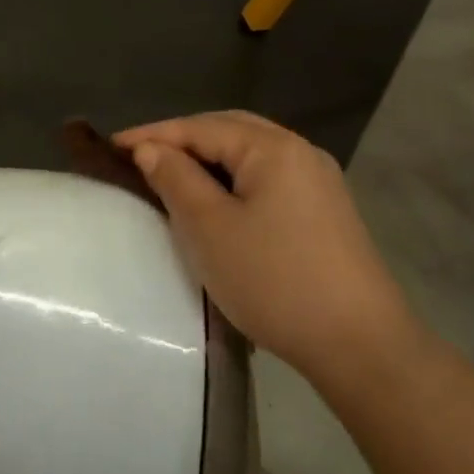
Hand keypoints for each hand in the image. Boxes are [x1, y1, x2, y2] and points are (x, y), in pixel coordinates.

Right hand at [116, 111, 416, 391]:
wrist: (362, 346)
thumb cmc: (275, 281)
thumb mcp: (210, 228)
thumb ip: (176, 179)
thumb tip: (151, 149)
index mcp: (273, 147)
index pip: (200, 127)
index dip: (153, 134)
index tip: (111, 147)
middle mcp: (299, 151)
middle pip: (228, 130)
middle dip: (182, 139)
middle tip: (140, 156)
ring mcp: (318, 180)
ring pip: (250, 154)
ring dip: (209, 159)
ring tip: (172, 174)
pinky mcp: (325, 210)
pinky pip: (267, 177)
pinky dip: (234, 179)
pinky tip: (218, 200)